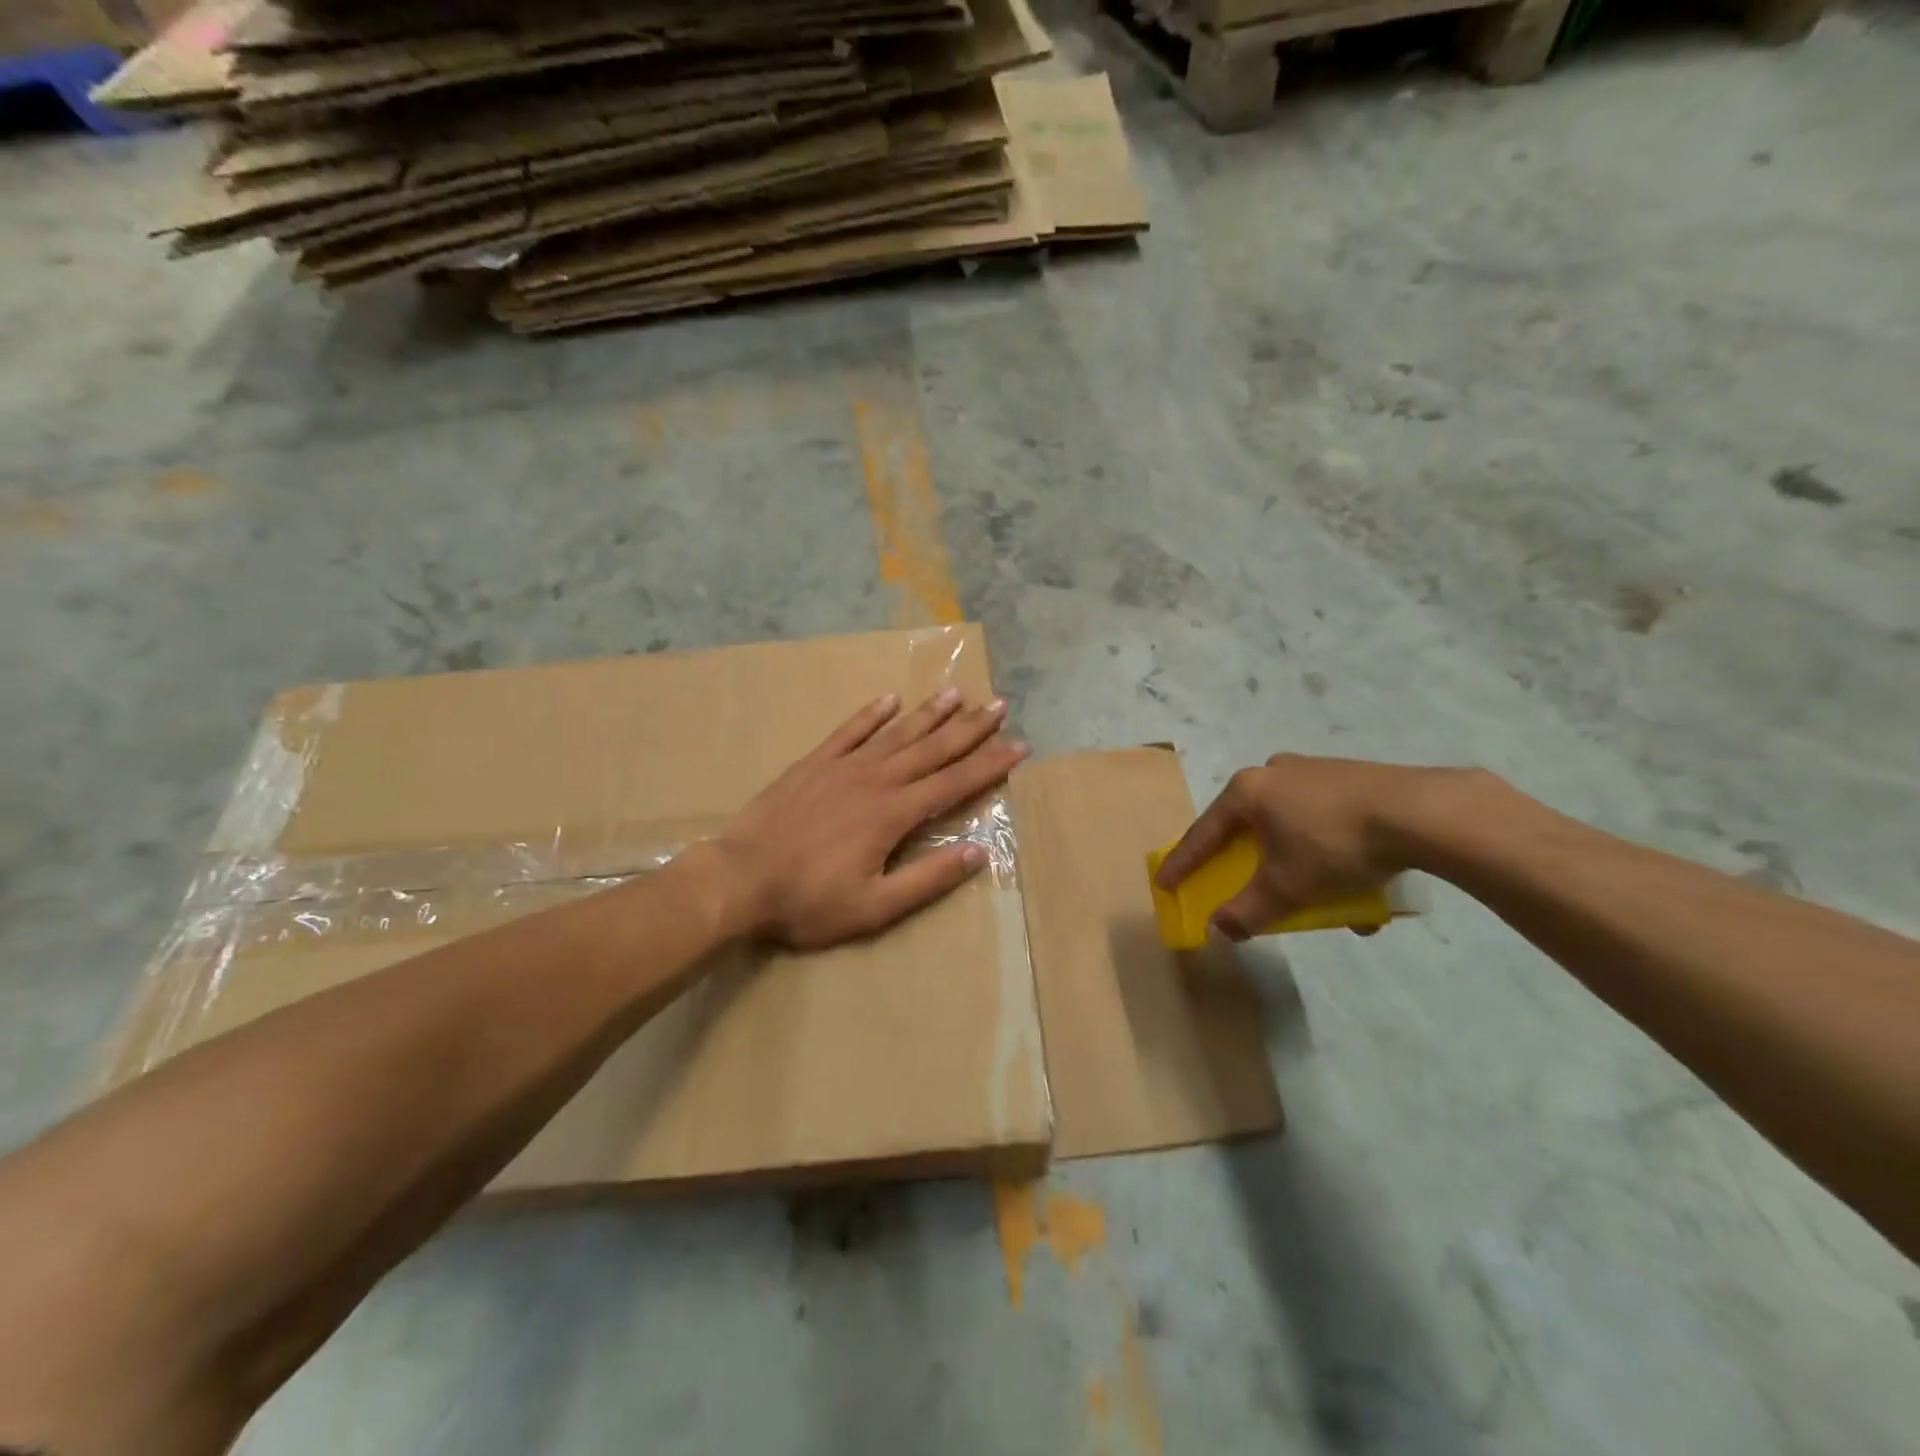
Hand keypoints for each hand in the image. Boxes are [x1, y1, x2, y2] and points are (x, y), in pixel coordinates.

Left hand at [713, 689, 1027, 948]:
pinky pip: (848, 732)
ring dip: (928, 713)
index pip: (953, 784)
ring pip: (896, 733)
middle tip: (998, 704)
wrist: (738, 879)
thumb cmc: (807, 901)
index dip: (989, 765)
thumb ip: (928, 879)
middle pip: (931, 749)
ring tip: (956, 693)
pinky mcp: (813, 764)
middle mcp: (875, 780)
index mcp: (893, 814)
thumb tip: (978, 852)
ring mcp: (842, 768)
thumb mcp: (874, 907)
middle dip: (969, 728)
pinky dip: (870, 714)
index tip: (1018, 746)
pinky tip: (888, 699)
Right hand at [1155, 754, 1466, 940]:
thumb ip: (1248, 911)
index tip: (1165, 883)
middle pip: (1247, 825)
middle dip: (1246, 860)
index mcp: (1248, 791)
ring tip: (1317, 893)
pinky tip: (1358, 881)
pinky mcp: (1353, 776)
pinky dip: (1329, 850)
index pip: (1204, 834)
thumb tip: (1220, 931)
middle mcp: (1275, 771)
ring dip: (1295, 860)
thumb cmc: (1334, 846)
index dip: (1183, 863)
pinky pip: (1325, 818)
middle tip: (1241, 881)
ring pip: (1291, 822)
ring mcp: (1315, 770)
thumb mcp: (1286, 888)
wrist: (1422, 812)